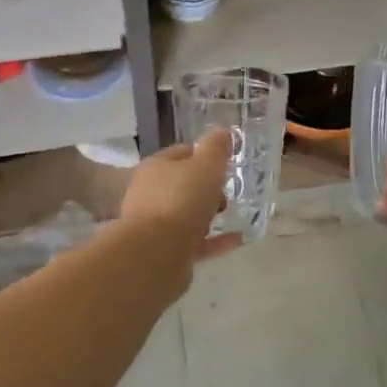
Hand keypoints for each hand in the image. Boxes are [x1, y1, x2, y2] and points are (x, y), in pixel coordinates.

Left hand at [120, 128, 242, 268]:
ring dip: (208, 215)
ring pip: (186, 214)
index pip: (182, 153)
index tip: (226, 163)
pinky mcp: (165, 252)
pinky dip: (214, 241)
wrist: (156, 254)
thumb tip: (222, 132)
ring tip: (231, 215)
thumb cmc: (181, 200)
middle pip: (183, 185)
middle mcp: (150, 193)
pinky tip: (237, 240)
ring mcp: (155, 225)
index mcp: (156, 167)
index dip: (205, 155)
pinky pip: (194, 242)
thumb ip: (216, 148)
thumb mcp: (206, 166)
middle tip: (228, 192)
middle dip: (206, 187)